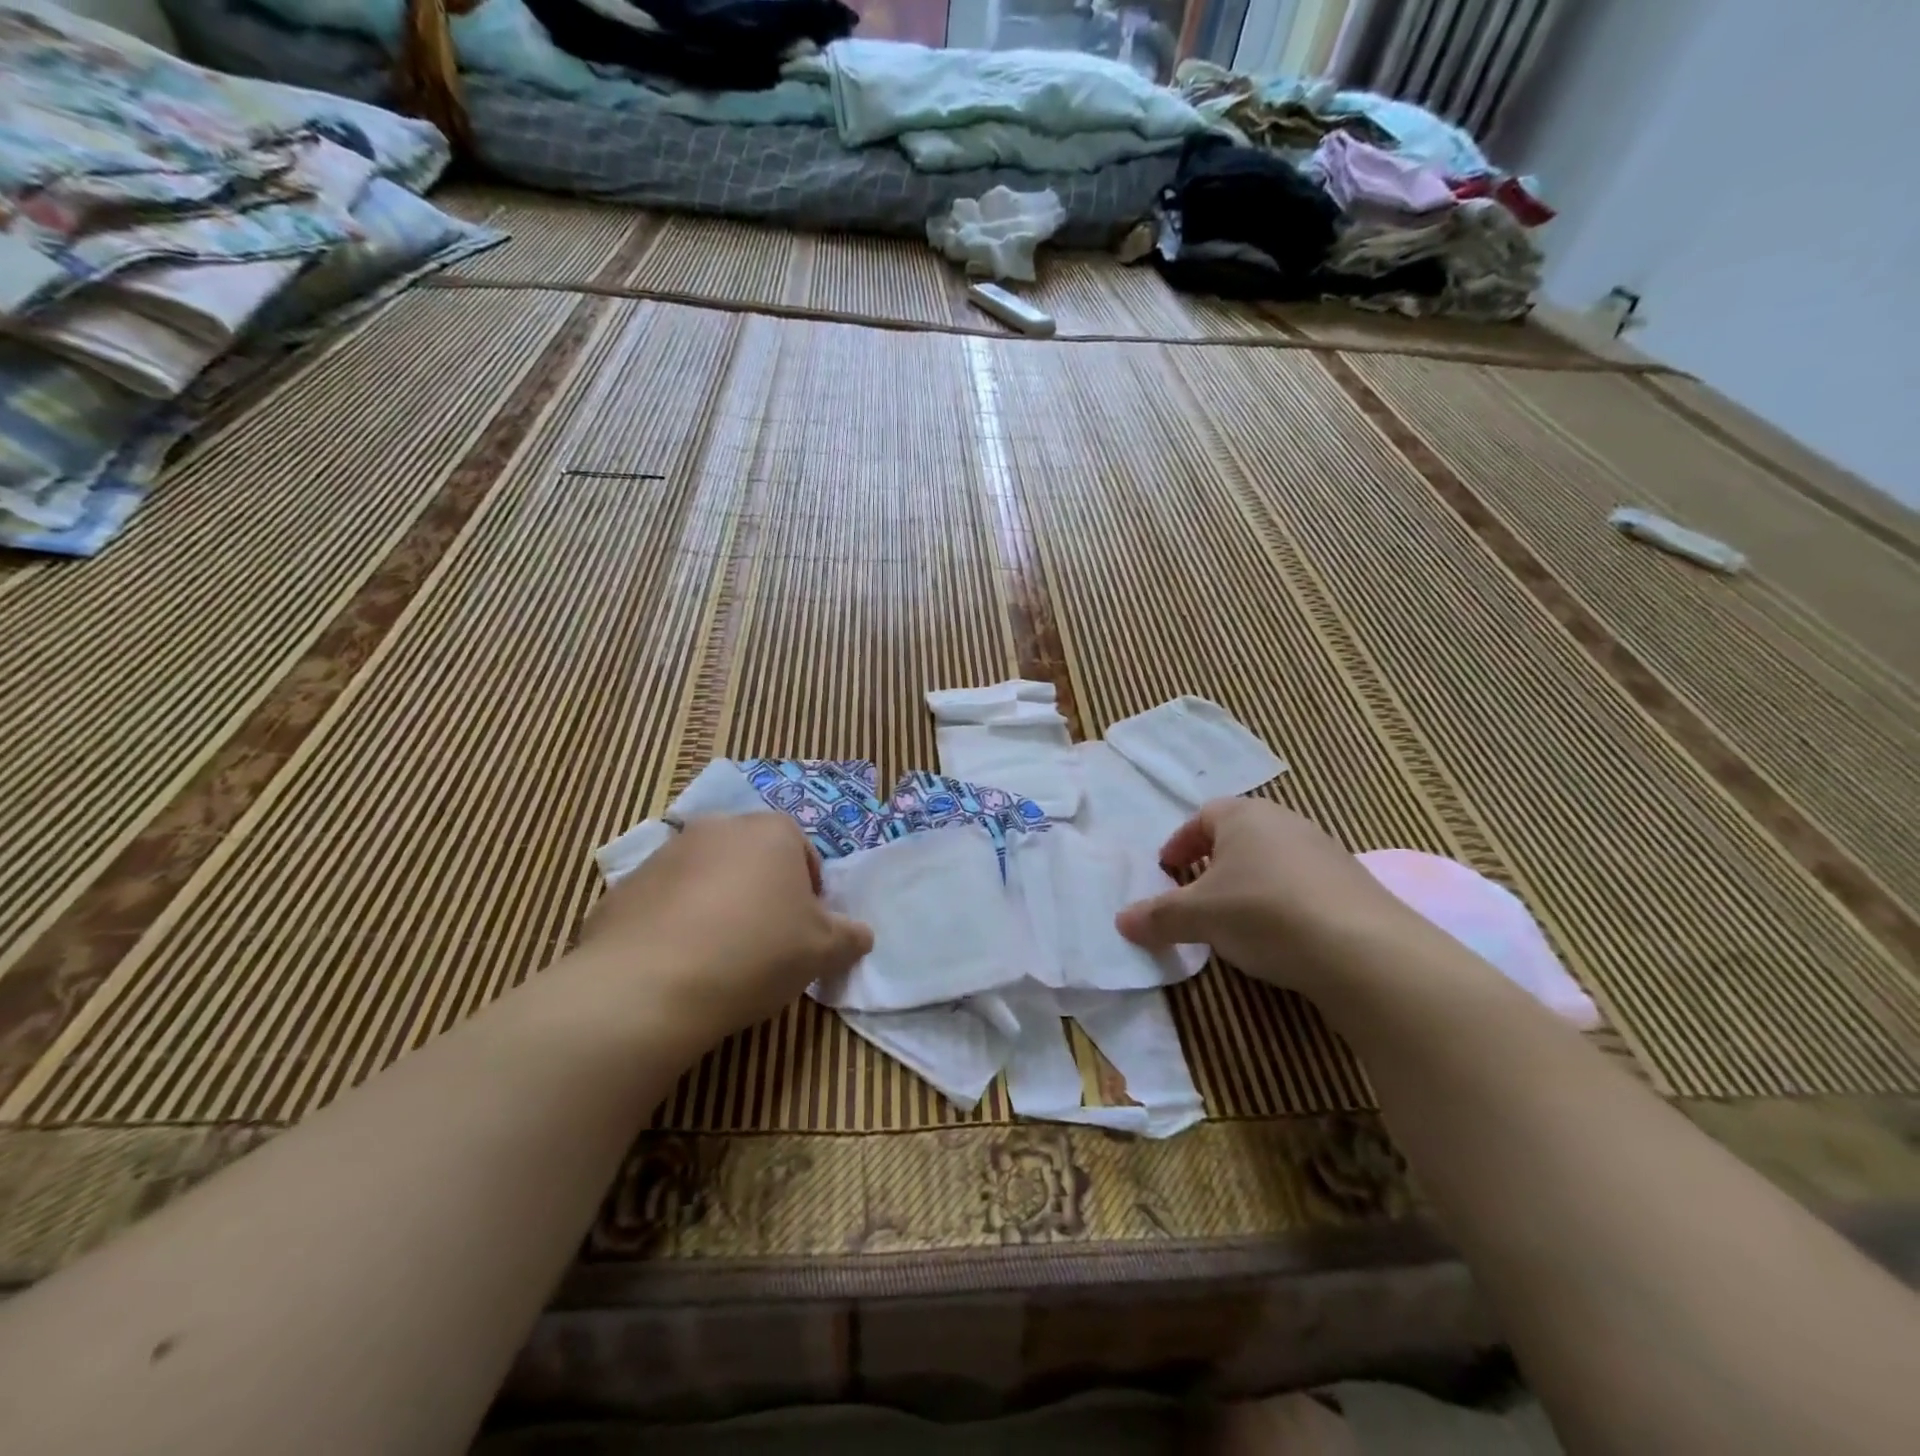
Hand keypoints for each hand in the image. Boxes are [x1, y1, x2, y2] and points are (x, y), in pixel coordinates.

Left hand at [574, 814, 872, 1042]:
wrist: (650, 984)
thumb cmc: (755, 952)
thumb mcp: (823, 951)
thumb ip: (850, 936)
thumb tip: (859, 935)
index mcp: (771, 831)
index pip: (803, 852)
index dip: (809, 893)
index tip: (805, 930)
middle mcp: (718, 828)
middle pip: (753, 859)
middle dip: (762, 893)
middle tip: (766, 943)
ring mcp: (666, 854)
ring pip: (707, 877)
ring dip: (717, 905)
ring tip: (718, 958)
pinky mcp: (625, 887)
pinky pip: (664, 903)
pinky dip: (674, 924)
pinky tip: (677, 966)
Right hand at [1115, 798, 1417, 995]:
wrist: (1363, 950)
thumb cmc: (1263, 912)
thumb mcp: (1198, 917)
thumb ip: (1158, 917)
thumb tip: (1121, 921)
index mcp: (1245, 816)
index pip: (1203, 816)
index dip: (1181, 842)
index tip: (1168, 870)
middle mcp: (1287, 822)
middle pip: (1240, 834)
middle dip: (1214, 861)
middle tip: (1197, 892)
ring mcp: (1326, 852)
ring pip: (1273, 860)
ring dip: (1250, 882)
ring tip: (1236, 919)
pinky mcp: (1353, 885)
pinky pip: (1303, 885)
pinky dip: (1282, 902)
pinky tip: (1280, 935)